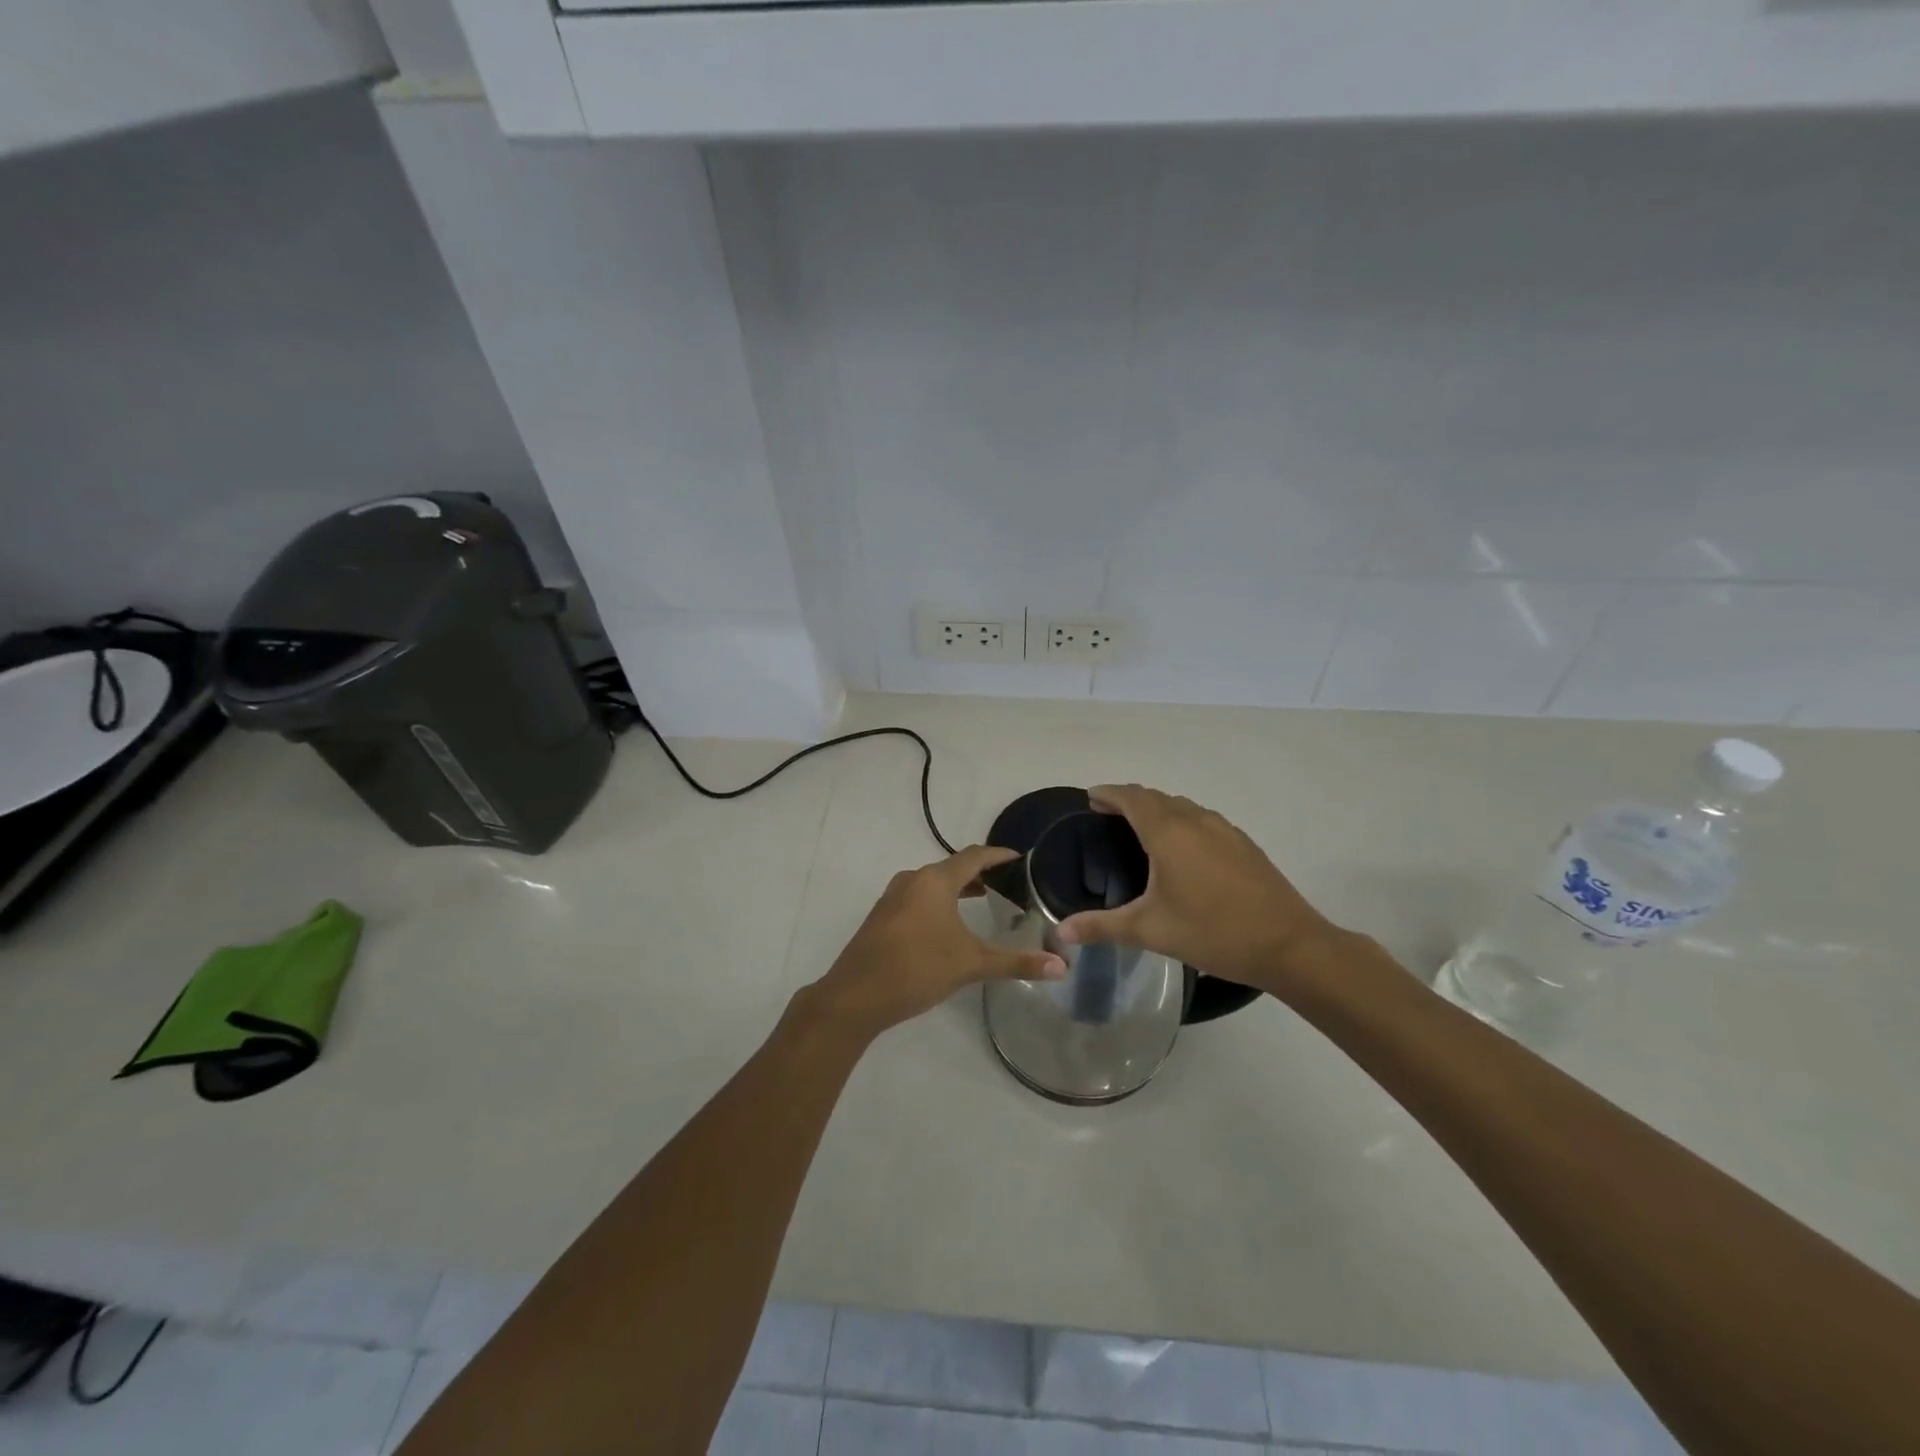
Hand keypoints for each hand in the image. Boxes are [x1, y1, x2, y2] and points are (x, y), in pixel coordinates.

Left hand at [808, 846, 1065, 1039]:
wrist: (854, 996)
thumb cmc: (917, 969)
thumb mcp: (971, 964)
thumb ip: (1016, 963)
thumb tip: (1062, 967)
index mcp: (935, 881)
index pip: (974, 856)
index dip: (999, 855)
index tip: (1021, 857)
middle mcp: (913, 879)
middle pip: (953, 867)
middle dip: (981, 872)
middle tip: (1010, 883)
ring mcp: (893, 897)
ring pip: (934, 882)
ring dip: (959, 887)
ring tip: (985, 899)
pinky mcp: (883, 916)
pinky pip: (919, 897)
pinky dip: (940, 900)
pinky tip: (949, 924)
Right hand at [1055, 785, 1333, 995]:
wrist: (1289, 945)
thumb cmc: (1213, 932)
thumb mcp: (1150, 931)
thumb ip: (1102, 927)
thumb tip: (1059, 933)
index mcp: (1168, 833)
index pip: (1131, 797)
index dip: (1108, 793)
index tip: (1090, 798)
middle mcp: (1195, 820)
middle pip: (1155, 797)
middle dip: (1128, 799)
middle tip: (1107, 813)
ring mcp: (1224, 829)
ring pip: (1181, 806)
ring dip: (1157, 808)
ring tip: (1140, 828)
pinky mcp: (1243, 843)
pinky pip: (1202, 819)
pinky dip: (1181, 820)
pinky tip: (1183, 849)